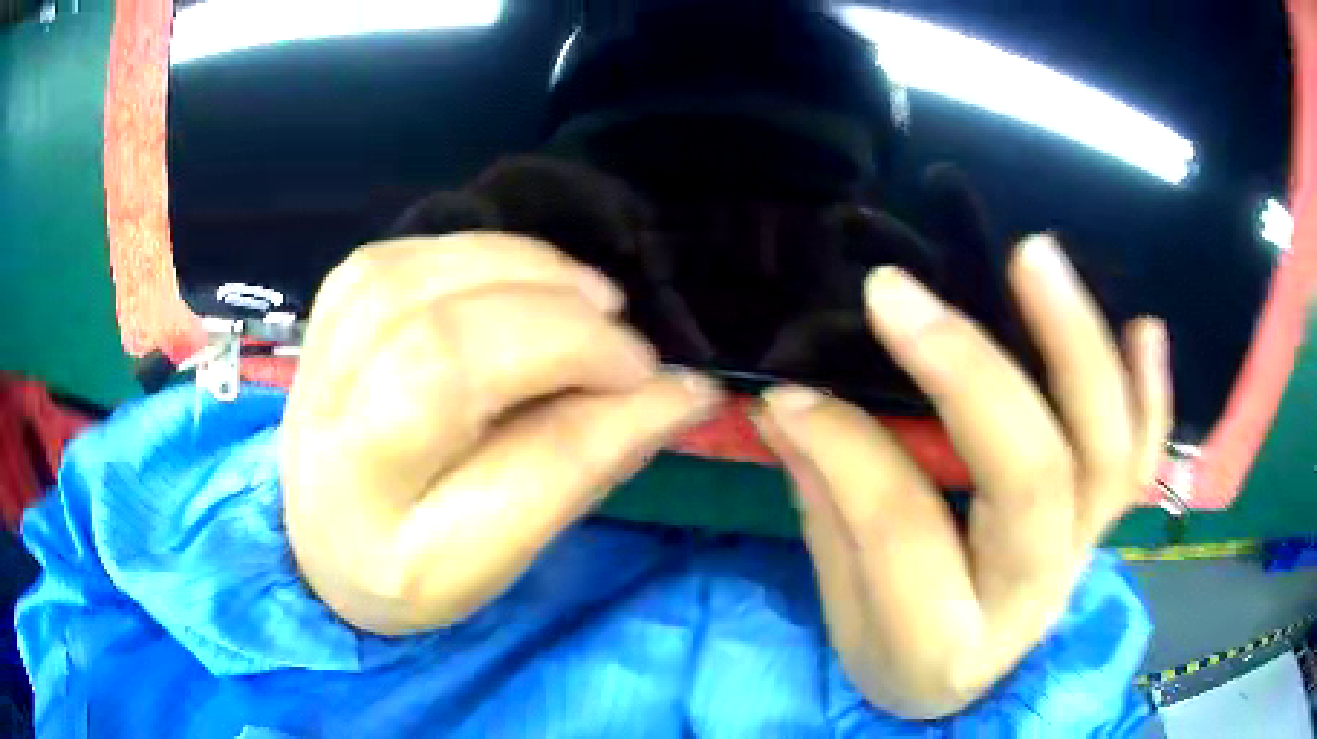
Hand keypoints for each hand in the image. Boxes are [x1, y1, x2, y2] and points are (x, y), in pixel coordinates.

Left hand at [280, 233, 720, 634]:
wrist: (320, 540)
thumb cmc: (418, 563)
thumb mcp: (506, 550)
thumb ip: (586, 466)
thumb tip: (681, 393)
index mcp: (388, 539)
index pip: (505, 469)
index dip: (600, 409)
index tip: (673, 386)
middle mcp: (334, 446)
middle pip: (444, 354)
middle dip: (561, 335)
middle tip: (624, 349)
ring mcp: (319, 365)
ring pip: (418, 286)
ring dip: (524, 275)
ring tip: (586, 302)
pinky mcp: (326, 316)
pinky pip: (402, 255)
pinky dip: (477, 254)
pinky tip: (516, 280)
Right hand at [754, 234, 1170, 718]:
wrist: (969, 686)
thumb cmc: (898, 651)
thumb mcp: (845, 608)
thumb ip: (827, 505)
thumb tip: (790, 405)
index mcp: (943, 645)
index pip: (902, 527)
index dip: (845, 448)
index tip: (791, 391)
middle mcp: (1031, 597)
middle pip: (1030, 477)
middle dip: (968, 373)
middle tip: (900, 293)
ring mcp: (1082, 554)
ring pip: (1105, 451)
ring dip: (1076, 346)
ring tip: (1035, 257)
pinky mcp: (1103, 525)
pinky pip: (1142, 459)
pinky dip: (1150, 392)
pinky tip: (1142, 325)